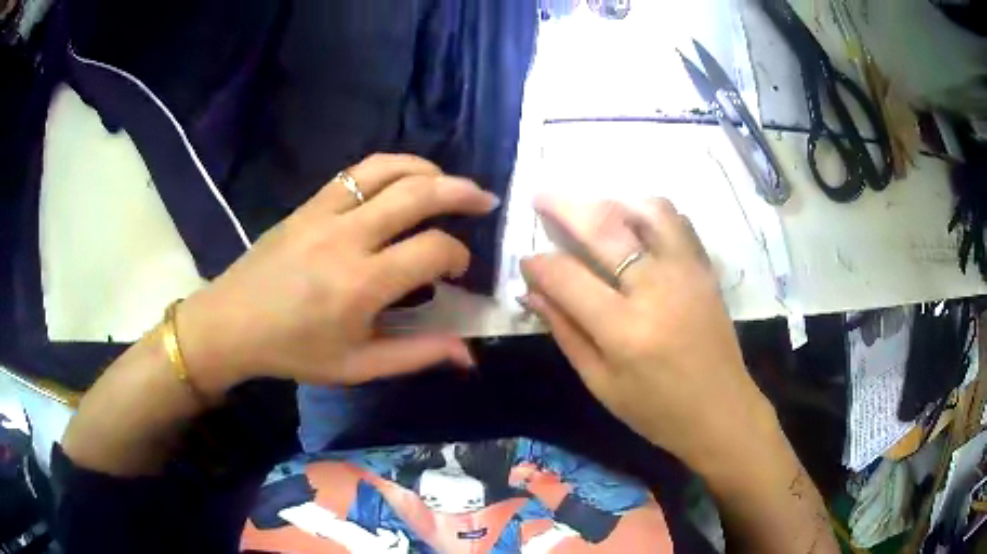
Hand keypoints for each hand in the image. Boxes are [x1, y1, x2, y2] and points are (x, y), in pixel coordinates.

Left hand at [176, 154, 499, 394]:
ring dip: (427, 169)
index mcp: (361, 284)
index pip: (432, 249)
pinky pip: (356, 171)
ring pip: (386, 169)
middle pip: (417, 194)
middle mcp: (347, 238)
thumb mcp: (357, 366)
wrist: (233, 323)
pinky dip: (390, 167)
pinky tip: (404, 179)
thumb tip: (469, 355)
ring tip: (448, 182)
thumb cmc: (294, 350)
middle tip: (485, 199)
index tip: (458, 271)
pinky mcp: (309, 204)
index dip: (458, 256)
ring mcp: (324, 213)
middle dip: (461, 192)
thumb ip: (416, 356)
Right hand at [520, 197, 774, 469]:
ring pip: (646, 210)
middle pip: (604, 227)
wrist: (721, 410)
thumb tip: (532, 292)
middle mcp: (656, 288)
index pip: (567, 277)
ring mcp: (686, 271)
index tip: (527, 262)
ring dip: (612, 201)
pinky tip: (633, 223)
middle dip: (564, 207)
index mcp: (624, 330)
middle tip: (541, 196)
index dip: (538, 265)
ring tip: (592, 209)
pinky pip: (677, 221)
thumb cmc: (656, 410)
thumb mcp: (600, 383)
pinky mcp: (705, 268)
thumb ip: (565, 331)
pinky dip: (649, 212)